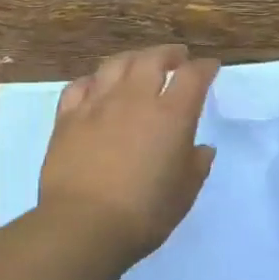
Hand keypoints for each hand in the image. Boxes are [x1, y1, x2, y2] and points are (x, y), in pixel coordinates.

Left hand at [40, 44, 220, 263]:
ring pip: (116, 64)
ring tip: (139, 63)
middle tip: (176, 57)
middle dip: (168, 54)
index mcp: (171, 115)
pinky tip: (97, 86)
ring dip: (133, 58)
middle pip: (152, 59)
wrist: (83, 225)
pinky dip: (94, 80)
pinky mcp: (67, 117)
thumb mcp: (184, 194)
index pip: (193, 76)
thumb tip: (202, 148)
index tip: (210, 67)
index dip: (205, 67)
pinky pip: (81, 85)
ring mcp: (97, 104)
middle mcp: (134, 99)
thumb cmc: (144, 213)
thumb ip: (196, 165)